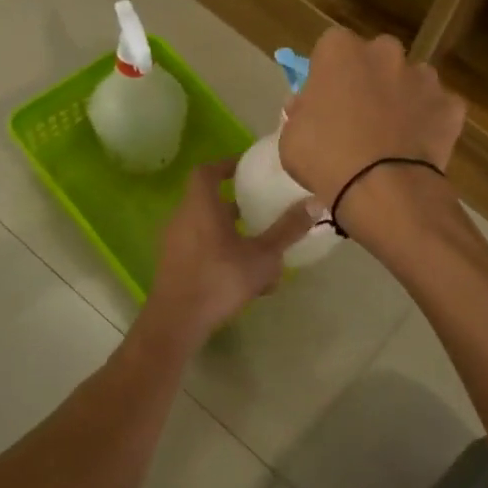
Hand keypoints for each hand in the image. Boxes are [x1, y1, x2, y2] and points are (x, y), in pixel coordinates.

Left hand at [137, 160, 316, 351]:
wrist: (177, 321)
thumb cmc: (220, 279)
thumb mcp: (262, 256)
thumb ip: (287, 229)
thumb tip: (315, 203)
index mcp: (200, 206)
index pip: (206, 172)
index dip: (225, 165)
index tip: (246, 169)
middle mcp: (182, 219)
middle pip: (208, 202)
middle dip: (236, 206)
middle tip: (261, 211)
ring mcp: (173, 243)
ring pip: (206, 230)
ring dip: (232, 235)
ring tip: (260, 251)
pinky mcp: (172, 266)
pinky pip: (200, 250)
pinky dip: (221, 255)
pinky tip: (246, 280)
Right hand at [278, 29, 466, 213]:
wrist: (382, 190)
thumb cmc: (326, 158)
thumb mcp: (290, 138)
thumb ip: (299, 113)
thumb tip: (305, 104)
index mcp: (341, 50)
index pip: (331, 48)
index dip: (329, 75)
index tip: (325, 100)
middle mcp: (385, 52)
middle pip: (376, 59)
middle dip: (369, 79)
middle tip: (359, 116)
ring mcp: (424, 77)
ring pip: (410, 81)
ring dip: (402, 99)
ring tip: (391, 136)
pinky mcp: (451, 105)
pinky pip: (437, 109)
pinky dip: (430, 123)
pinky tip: (417, 148)